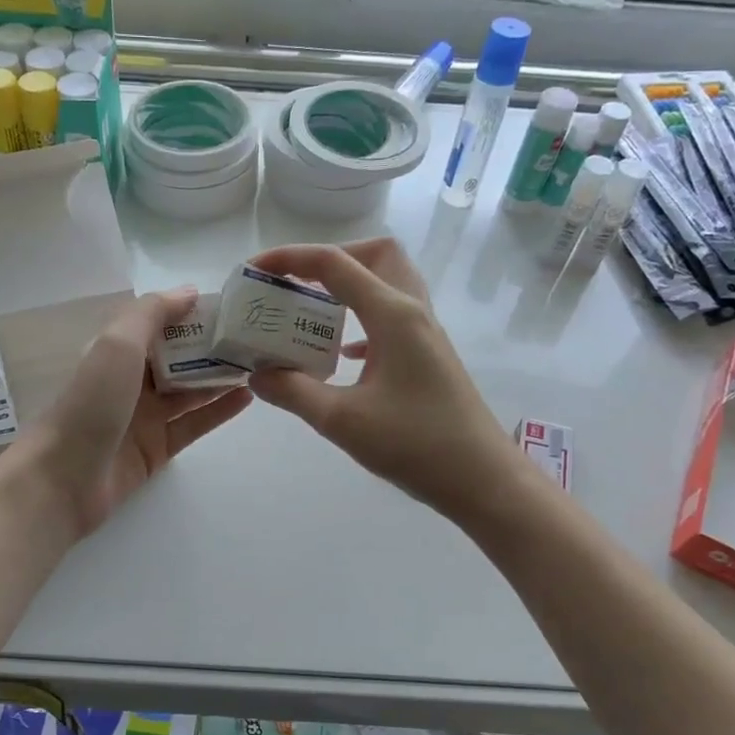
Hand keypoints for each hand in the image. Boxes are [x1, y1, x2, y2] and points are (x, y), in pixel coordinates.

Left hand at [12, 288, 251, 537]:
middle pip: (179, 358)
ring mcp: (144, 417)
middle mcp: (130, 380)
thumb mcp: (117, 344)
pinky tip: (246, 398)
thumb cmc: (90, 402)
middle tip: (257, 337)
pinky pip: (193, 424)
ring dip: (221, 378)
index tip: (233, 307)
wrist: (64, 479)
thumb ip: (153, 313)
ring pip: (190, 391)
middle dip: (214, 347)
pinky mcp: (156, 449)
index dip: (193, 314)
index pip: (160, 324)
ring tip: (260, 365)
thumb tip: (190, 292)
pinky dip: (218, 411)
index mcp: (115, 350)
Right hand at [246, 238, 526, 522]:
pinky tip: (342, 354)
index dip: (290, 258)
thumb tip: (257, 374)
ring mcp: (425, 334)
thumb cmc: (415, 444)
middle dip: (330, 259)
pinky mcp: (428, 357)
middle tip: (296, 286)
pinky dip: (361, 321)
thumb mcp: (342, 420)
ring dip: (348, 288)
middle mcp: (413, 312)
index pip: (335, 264)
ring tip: (312, 315)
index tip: (254, 270)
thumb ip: (294, 392)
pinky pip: (392, 318)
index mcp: (393, 315)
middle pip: (374, 255)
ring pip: (387, 284)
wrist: (481, 478)